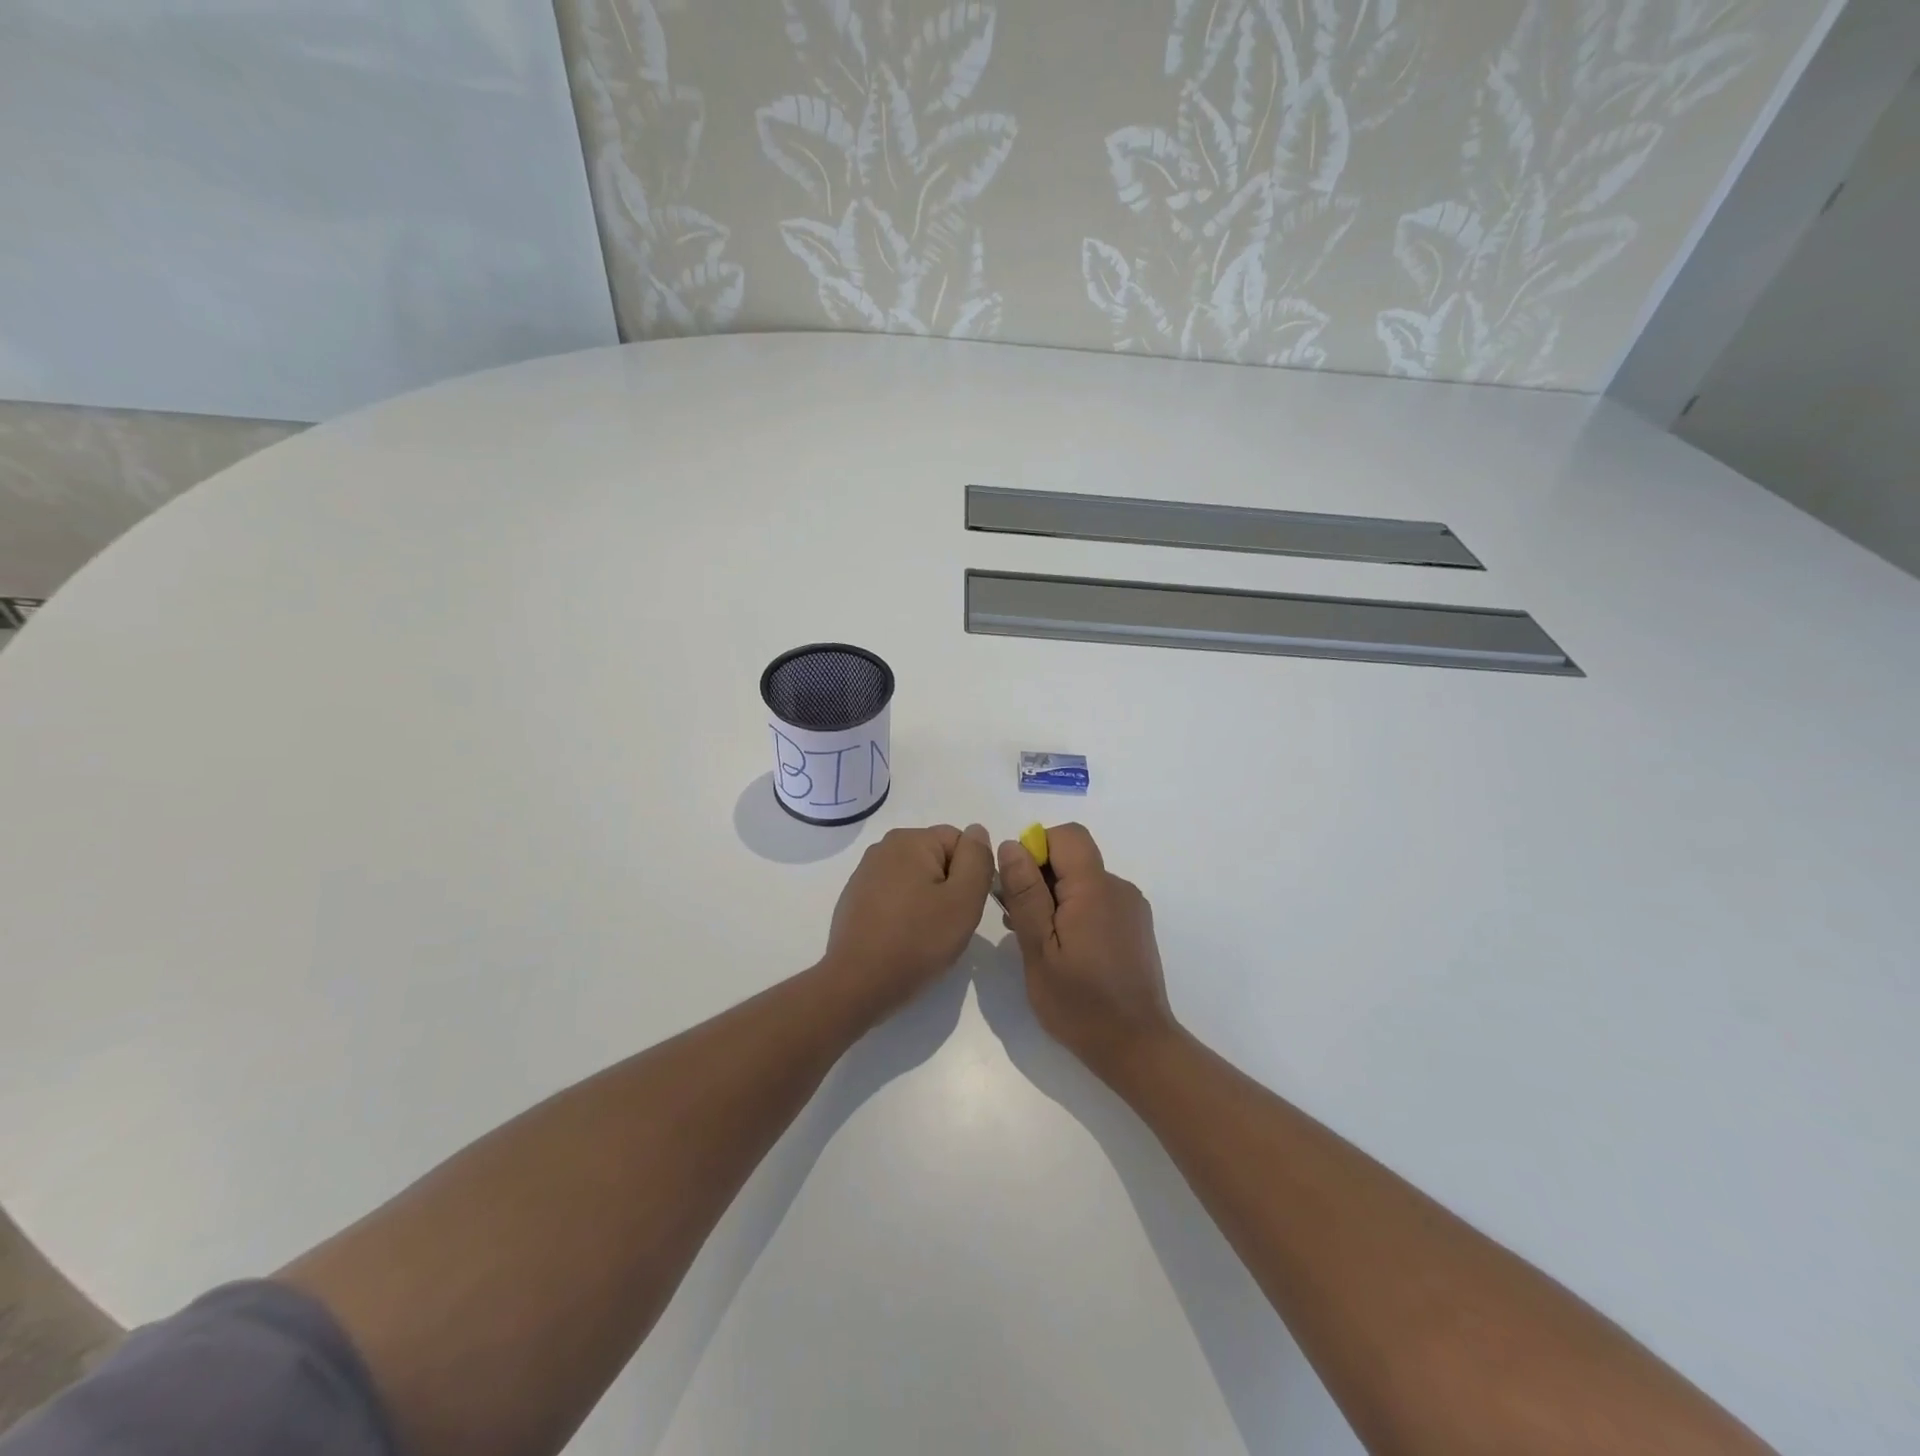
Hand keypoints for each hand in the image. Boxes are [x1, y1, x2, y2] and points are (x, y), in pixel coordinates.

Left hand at [821, 824, 994, 1020]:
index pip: (960, 842)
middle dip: (949, 887)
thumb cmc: (917, 940)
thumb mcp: (964, 899)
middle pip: (937, 859)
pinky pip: (894, 896)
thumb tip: (977, 831)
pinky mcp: (855, 898)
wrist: (857, 984)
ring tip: (924, 935)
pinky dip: (904, 912)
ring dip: (928, 901)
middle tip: (947, 924)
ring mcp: (865, 873)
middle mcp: (884, 847)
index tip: (963, 907)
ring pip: (916, 879)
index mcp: (910, 839)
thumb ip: (977, 859)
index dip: (971, 875)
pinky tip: (901, 939)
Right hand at [997, 823, 1180, 1079]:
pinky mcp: (1135, 927)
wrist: (1137, 1048)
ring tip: (1037, 942)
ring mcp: (1131, 908)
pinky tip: (1063, 951)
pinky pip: (1098, 901)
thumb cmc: (1080, 1003)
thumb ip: (1025, 893)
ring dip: (1055, 898)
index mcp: (1095, 888)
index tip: (1018, 887)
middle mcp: (1119, 888)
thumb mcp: (1039, 949)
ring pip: (1083, 881)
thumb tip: (1012, 846)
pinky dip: (1074, 913)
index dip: (1036, 849)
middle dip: (1040, 878)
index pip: (1066, 836)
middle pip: (1073, 858)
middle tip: (1018, 921)